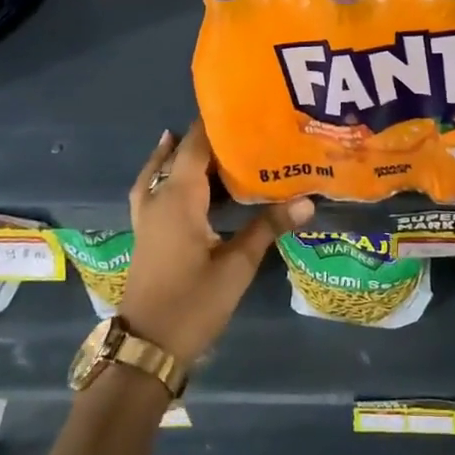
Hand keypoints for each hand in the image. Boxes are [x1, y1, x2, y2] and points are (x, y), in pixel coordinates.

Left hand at [121, 120, 313, 363]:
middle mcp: (159, 198)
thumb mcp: (237, 265)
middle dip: (209, 137)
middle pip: (180, 154)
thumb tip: (307, 200)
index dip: (216, 123)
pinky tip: (185, 177)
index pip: (195, 145)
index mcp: (178, 198)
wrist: (147, 348)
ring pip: (163, 170)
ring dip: (187, 154)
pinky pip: (155, 188)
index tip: (245, 106)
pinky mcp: (148, 232)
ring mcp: (148, 216)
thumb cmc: (193, 303)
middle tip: (246, 126)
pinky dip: (168, 173)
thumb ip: (268, 227)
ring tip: (218, 142)